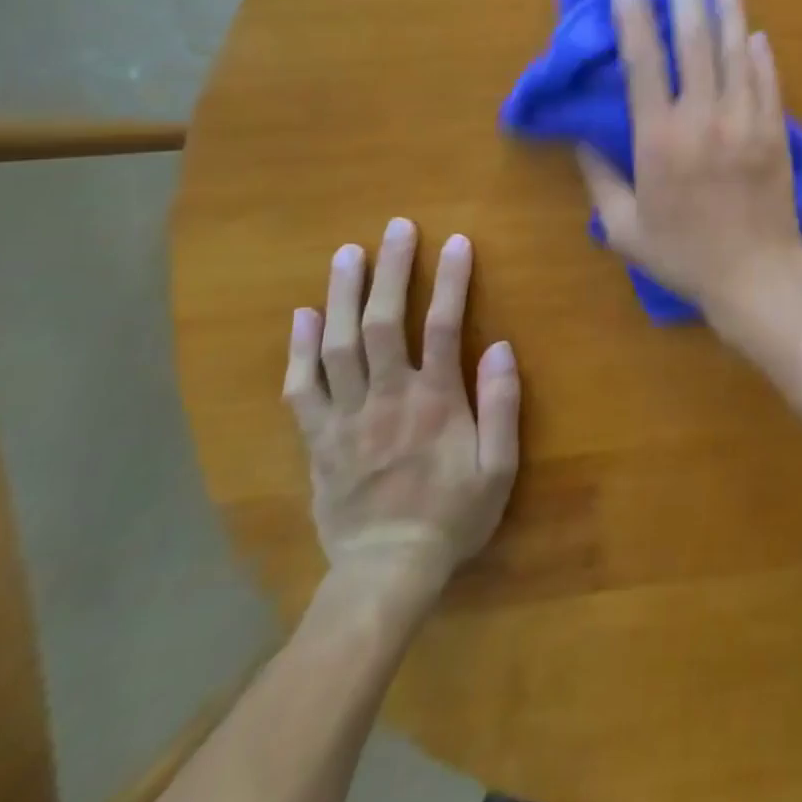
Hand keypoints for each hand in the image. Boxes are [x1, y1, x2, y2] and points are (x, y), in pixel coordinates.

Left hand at [282, 221, 519, 622]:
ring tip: (347, 254)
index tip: (457, 242)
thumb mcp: (499, 467)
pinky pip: (301, 388)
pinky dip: (299, 349)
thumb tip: (501, 346)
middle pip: (384, 323)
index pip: (444, 326)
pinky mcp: (316, 440)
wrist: (385, 574)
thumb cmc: (453, 516)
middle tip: (396, 228)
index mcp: (435, 402)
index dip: (452, 281)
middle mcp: (386, 398)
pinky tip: (304, 315)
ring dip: (343, 295)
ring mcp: (345, 418)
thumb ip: (502, 404)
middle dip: (391, 271)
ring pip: (338, 346)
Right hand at [578, 0, 801, 324]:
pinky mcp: (775, 132)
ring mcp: (746, 122)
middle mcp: (703, 119)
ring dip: (729, 15)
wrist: (756, 276)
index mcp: (659, 140)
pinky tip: (755, 34)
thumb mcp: (625, 228)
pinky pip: (767, 82)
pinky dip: (760, 55)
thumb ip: (600, 180)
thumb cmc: (684, 255)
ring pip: (736, 54)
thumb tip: (580, 140)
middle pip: (694, 44)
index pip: (644, 64)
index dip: (635, 19)